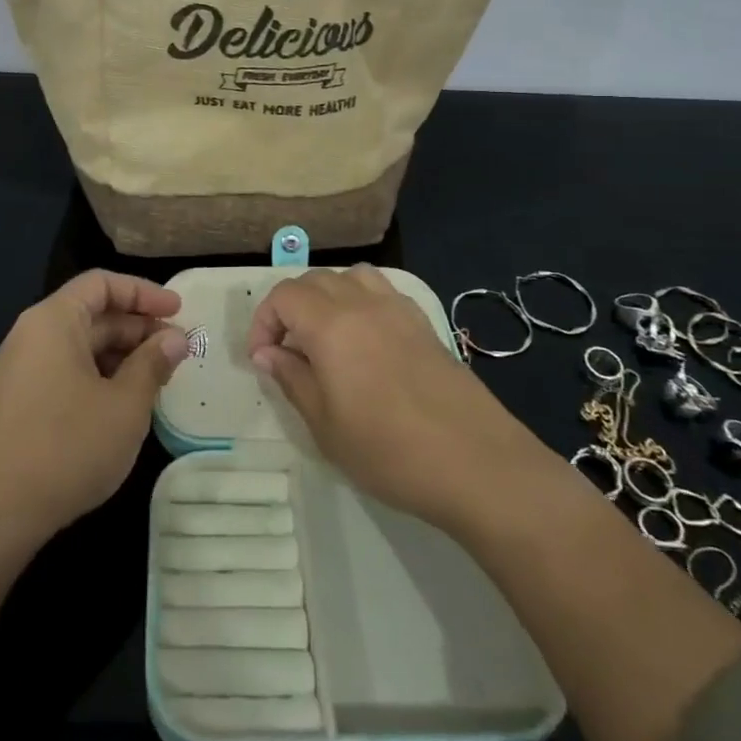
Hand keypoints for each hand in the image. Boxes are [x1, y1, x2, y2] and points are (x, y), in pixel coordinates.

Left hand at [0, 270, 189, 535]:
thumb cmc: (69, 444)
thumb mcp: (126, 403)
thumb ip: (153, 363)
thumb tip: (175, 338)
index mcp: (54, 320)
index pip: (102, 283)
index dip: (144, 292)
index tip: (179, 311)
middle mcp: (33, 335)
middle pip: (92, 314)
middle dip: (138, 328)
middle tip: (178, 351)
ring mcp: (23, 370)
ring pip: (82, 346)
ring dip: (122, 355)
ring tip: (159, 379)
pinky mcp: (21, 402)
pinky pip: (68, 371)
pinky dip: (101, 376)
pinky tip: (126, 403)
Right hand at [247, 266, 531, 531]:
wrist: (477, 463)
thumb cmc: (389, 451)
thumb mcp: (325, 426)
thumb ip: (292, 379)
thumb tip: (268, 354)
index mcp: (331, 325)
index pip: (283, 296)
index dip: (264, 322)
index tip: (262, 360)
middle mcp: (362, 303)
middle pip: (313, 280)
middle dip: (290, 308)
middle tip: (287, 351)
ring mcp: (398, 309)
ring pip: (349, 277)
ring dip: (326, 297)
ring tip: (324, 337)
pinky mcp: (423, 323)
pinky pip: (381, 291)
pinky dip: (359, 300)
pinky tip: (364, 341)